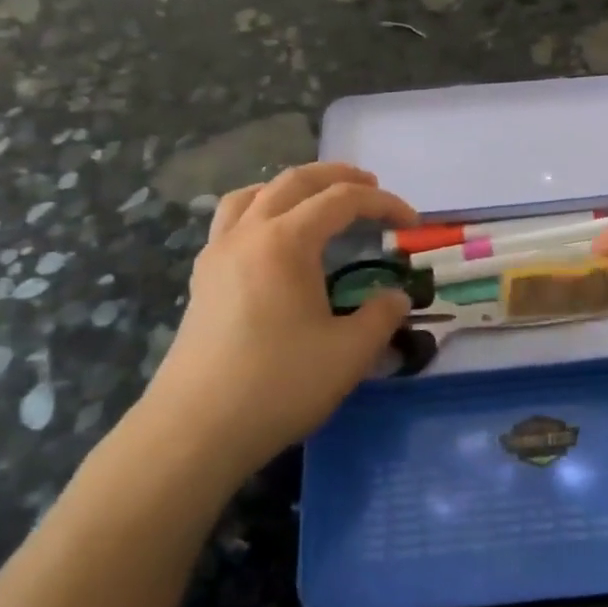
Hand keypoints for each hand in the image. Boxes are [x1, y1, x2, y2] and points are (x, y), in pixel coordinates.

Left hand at [129, 163, 416, 489]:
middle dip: (337, 176)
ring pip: (253, 194)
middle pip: (294, 181)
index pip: (342, 200)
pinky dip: (258, 210)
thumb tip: (396, 297)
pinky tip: (272, 240)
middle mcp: (248, 233)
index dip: (383, 203)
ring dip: (291, 186)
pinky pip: (230, 221)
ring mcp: (218, 253)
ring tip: (315, 199)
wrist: (195, 430)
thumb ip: (381, 316)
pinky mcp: (202, 278)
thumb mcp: (349, 353)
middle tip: (370, 185)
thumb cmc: (277, 385)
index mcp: (286, 241)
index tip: (412, 221)